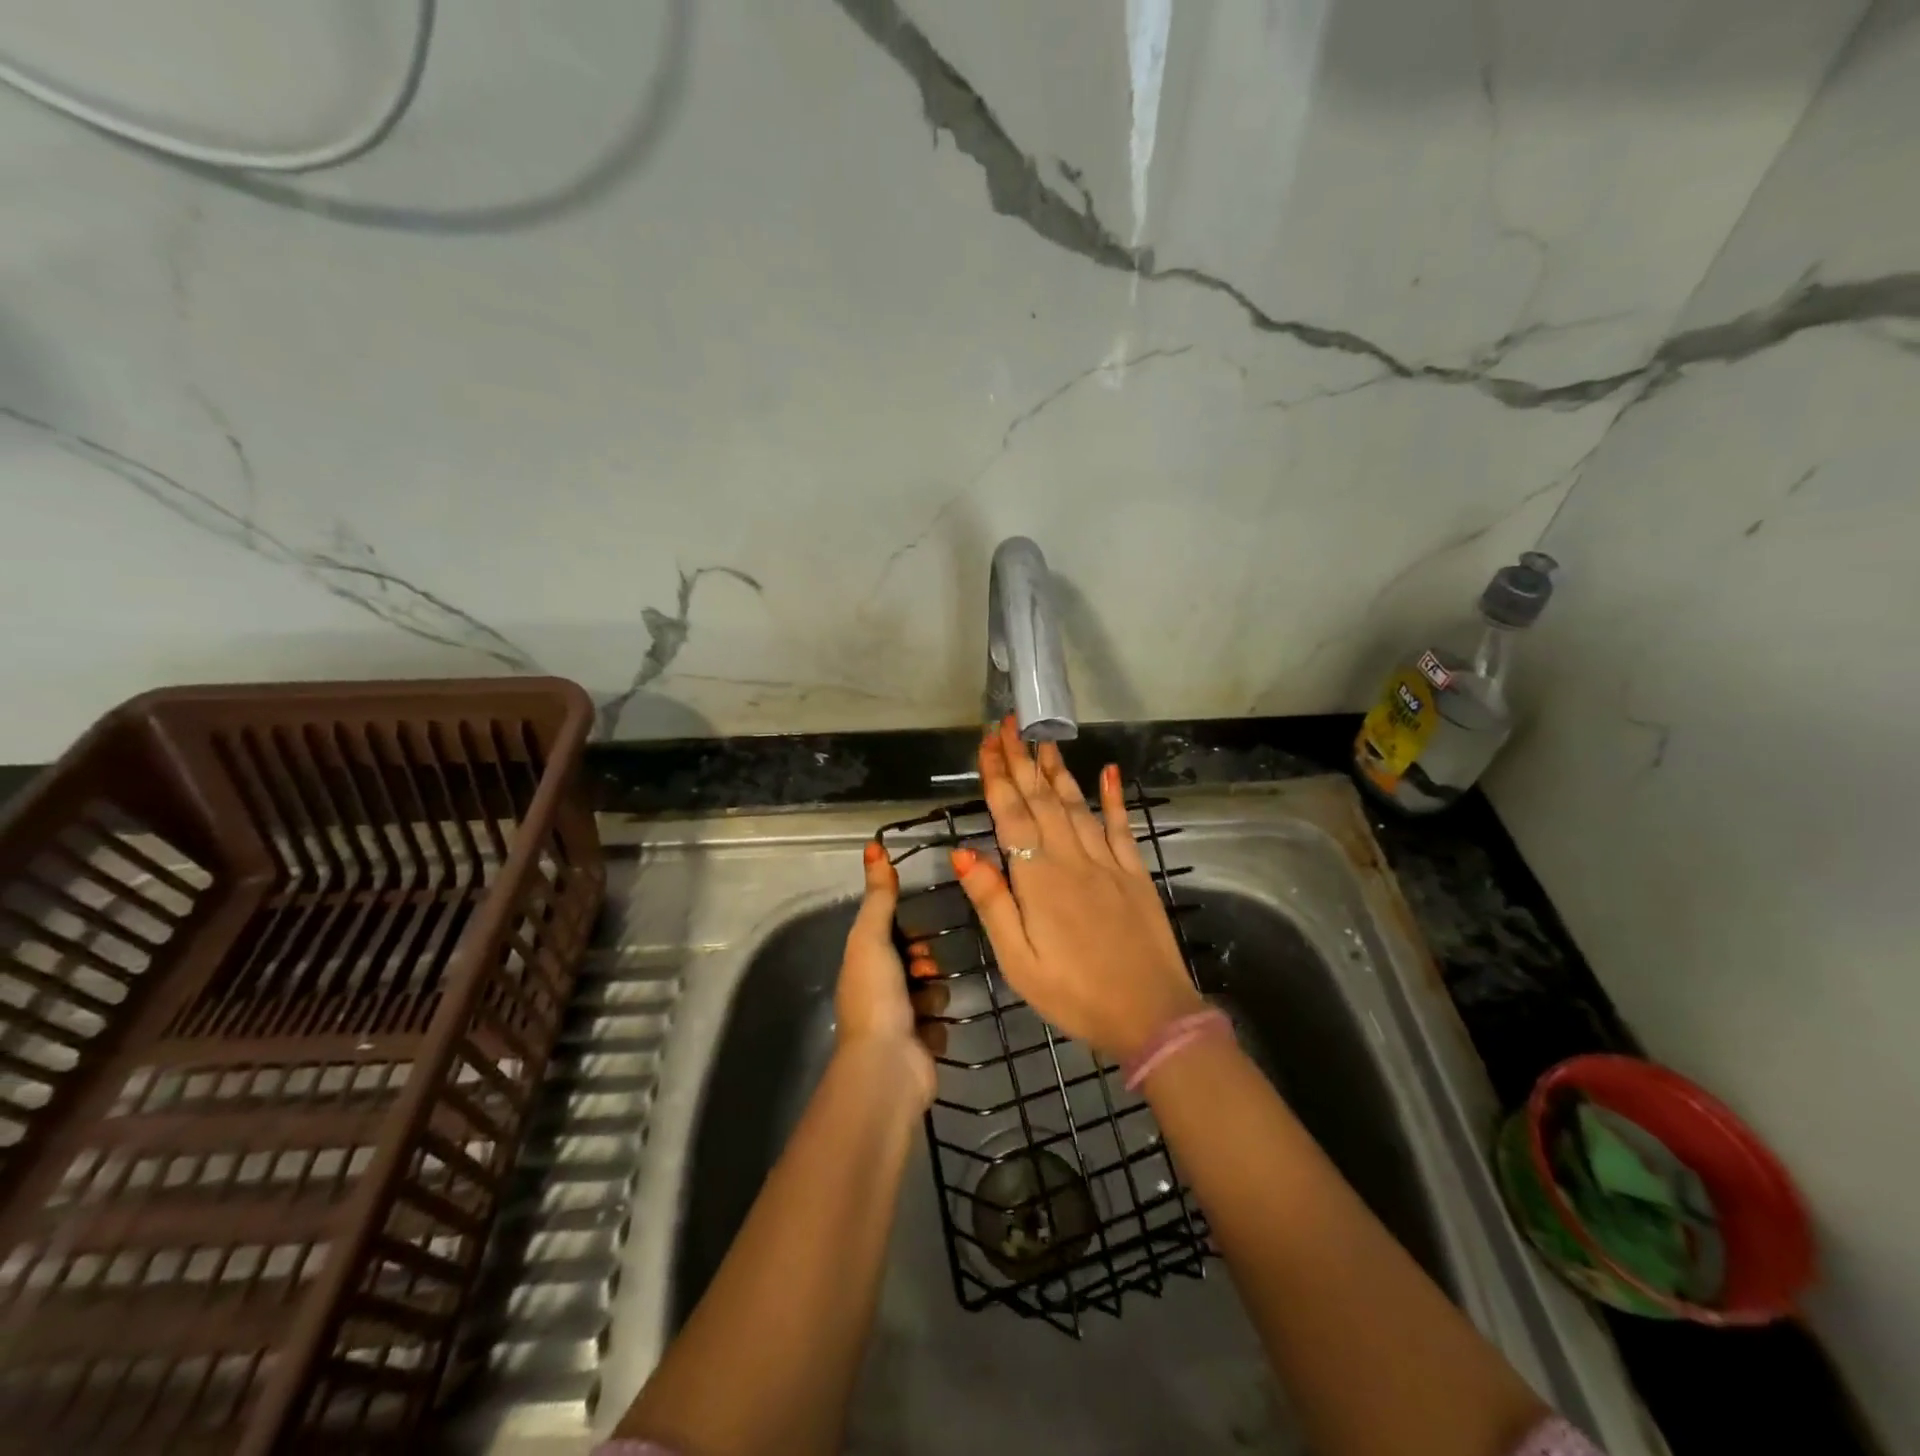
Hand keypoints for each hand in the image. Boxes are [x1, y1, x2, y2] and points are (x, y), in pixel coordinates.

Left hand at [836, 840, 943, 1106]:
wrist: (887, 1066)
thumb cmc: (876, 995)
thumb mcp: (872, 937)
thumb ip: (879, 895)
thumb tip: (873, 846)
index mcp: (862, 966)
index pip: (890, 937)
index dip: (906, 933)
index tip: (916, 935)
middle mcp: (878, 992)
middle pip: (914, 963)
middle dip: (925, 963)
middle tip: (924, 969)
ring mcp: (899, 1021)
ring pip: (931, 990)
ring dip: (933, 993)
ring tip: (927, 1003)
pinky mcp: (920, 1045)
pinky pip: (939, 1021)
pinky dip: (936, 1023)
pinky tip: (929, 1030)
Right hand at [951, 718, 1203, 1060]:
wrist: (1152, 1015)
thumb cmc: (1075, 995)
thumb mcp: (1019, 962)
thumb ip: (993, 904)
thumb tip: (964, 853)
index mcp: (1038, 880)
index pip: (1011, 816)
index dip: (997, 777)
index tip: (987, 744)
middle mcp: (1072, 859)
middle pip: (1041, 799)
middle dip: (1021, 760)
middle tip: (1008, 724)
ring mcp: (1108, 862)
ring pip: (1076, 804)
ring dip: (1057, 769)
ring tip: (1042, 739)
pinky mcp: (1134, 872)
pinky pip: (1121, 825)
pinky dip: (1113, 797)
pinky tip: (1109, 771)